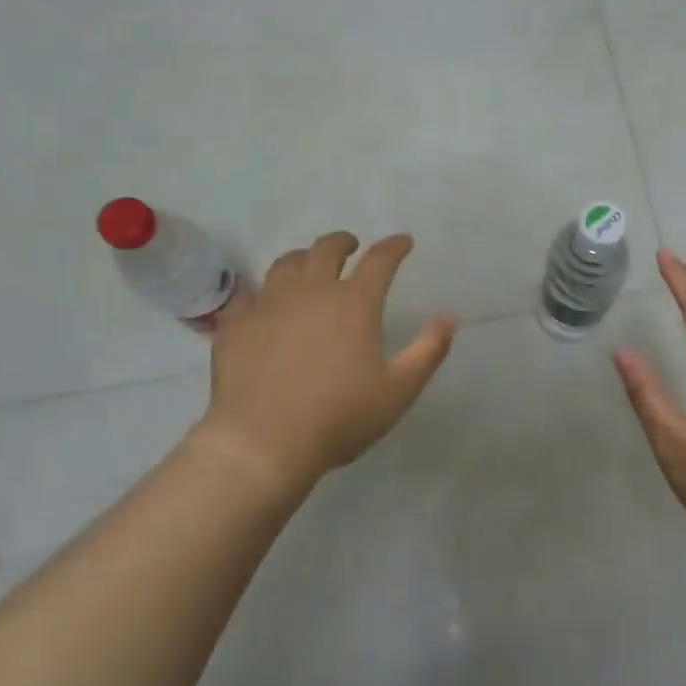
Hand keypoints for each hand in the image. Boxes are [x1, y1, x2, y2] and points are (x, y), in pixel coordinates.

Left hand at [190, 231, 456, 492]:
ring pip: (285, 264)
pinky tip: (263, 303)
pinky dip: (260, 293)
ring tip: (308, 267)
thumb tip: (449, 318)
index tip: (403, 242)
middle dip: (343, 242)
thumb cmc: (339, 416)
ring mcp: (269, 304)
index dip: (395, 246)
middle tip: (350, 247)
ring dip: (303, 259)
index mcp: (354, 302)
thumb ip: (428, 350)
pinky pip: (247, 295)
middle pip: (326, 249)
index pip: (380, 260)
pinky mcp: (236, 325)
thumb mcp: (399, 390)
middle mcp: (311, 291)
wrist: (262, 442)